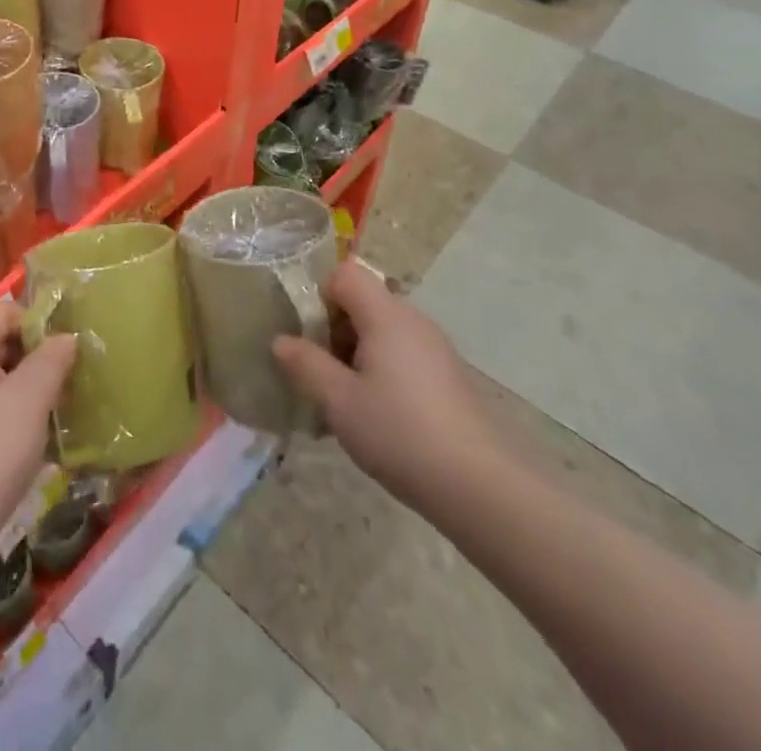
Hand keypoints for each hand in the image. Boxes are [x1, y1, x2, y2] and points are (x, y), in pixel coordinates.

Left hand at [0, 302, 76, 574]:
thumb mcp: (31, 398)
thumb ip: (52, 359)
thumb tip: (66, 337)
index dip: (32, 320)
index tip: (58, 351)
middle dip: (31, 355)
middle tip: (62, 381)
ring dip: (23, 387)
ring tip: (51, 411)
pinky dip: (7, 413)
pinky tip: (28, 442)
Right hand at [273, 259, 500, 504]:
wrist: (480, 486)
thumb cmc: (399, 433)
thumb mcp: (339, 401)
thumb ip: (306, 364)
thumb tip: (280, 341)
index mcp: (386, 315)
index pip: (345, 274)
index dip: (319, 295)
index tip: (308, 335)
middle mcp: (413, 320)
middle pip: (363, 302)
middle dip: (334, 329)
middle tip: (320, 372)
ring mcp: (435, 348)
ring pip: (383, 331)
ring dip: (356, 353)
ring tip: (344, 399)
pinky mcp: (448, 376)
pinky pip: (403, 354)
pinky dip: (382, 370)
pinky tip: (378, 415)